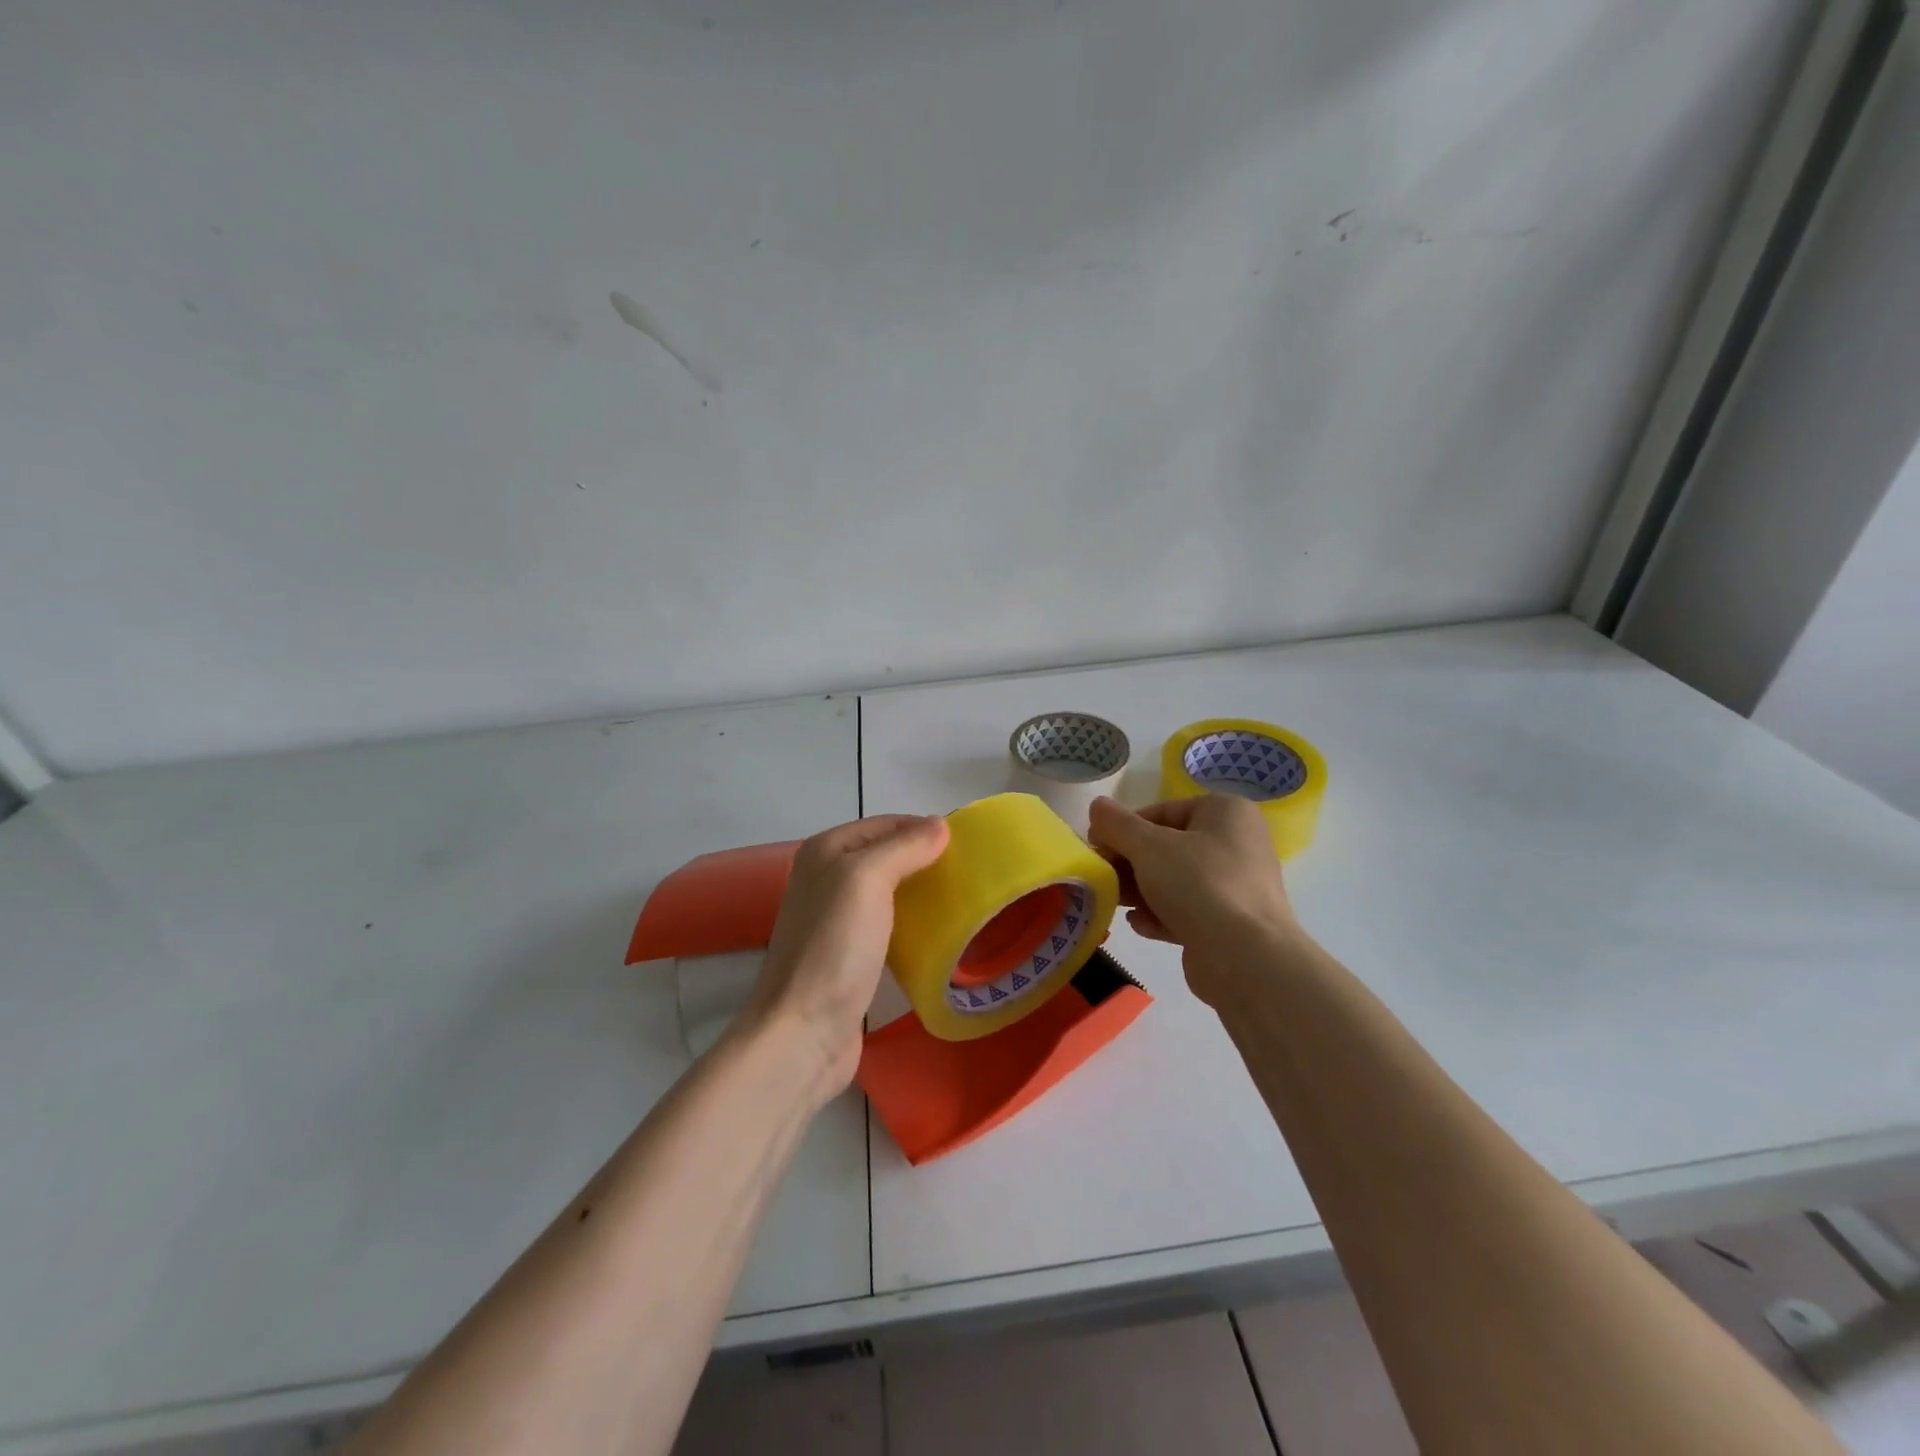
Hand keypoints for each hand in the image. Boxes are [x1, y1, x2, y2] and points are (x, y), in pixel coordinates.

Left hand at [742, 814, 950, 1100]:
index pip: (885, 823)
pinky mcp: (850, 954)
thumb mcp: (868, 879)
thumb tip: (940, 825)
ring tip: (961, 899)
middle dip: (925, 859)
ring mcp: (836, 919)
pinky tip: (937, 933)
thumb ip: (904, 846)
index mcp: (826, 851)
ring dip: (921, 892)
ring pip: (889, 891)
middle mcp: (826, 878)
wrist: (804, 1031)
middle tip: (970, 871)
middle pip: (887, 855)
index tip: (968, 842)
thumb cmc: (835, 946)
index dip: (924, 828)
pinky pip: (888, 925)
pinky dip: (912, 923)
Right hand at [1087, 795, 1298, 1005]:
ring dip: (1140, 891)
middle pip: (1167, 847)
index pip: (1162, 812)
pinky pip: (1188, 910)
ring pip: (1175, 881)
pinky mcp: (1231, 923)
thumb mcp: (1148, 847)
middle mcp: (1236, 844)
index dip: (1124, 829)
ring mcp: (1236, 886)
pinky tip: (1139, 924)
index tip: (1096, 847)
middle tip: (1101, 877)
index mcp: (1226, 812)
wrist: (1246, 959)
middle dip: (1130, 863)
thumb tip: (1097, 806)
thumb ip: (1118, 824)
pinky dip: (1161, 914)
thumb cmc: (1199, 885)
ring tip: (1113, 901)